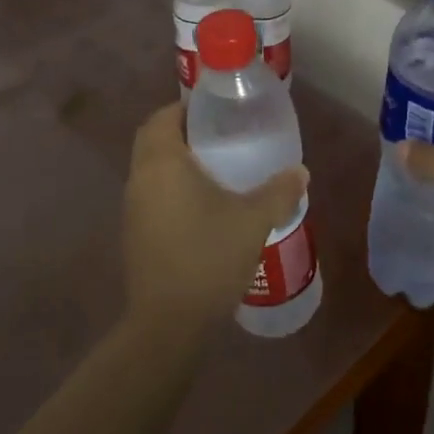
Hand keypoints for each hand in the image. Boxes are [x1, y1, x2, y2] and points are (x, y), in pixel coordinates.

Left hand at [123, 103, 307, 332]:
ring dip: (174, 161)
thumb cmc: (208, 258)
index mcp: (162, 162)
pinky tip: (201, 206)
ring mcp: (133, 208)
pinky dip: (170, 187)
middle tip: (218, 136)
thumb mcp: (253, 221)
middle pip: (152, 139)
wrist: (168, 324)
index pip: (163, 118)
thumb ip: (279, 191)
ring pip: (150, 168)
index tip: (213, 112)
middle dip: (180, 132)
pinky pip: (150, 194)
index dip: (185, 109)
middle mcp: (140, 178)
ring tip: (214, 168)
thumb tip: (301, 171)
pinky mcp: (134, 233)